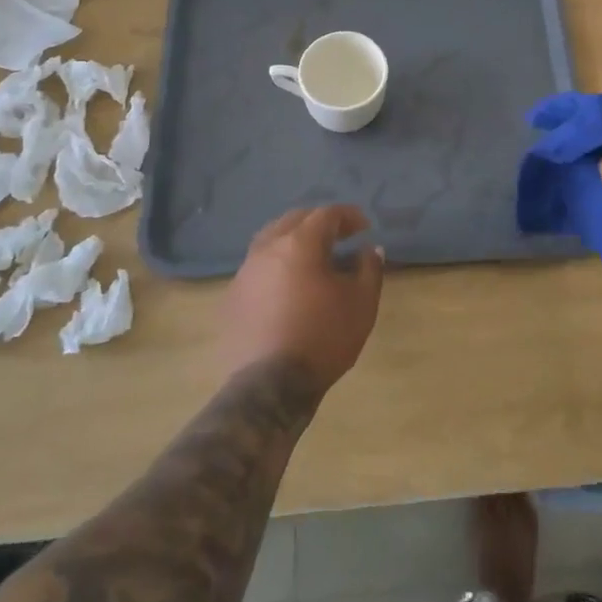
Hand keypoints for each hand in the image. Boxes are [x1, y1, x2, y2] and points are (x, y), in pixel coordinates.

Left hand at [220, 205, 384, 395]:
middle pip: (294, 220)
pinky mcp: (231, 298)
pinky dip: (275, 266)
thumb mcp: (362, 303)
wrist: (269, 387)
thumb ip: (369, 269)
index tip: (364, 228)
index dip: (348, 216)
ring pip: (270, 240)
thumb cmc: (323, 338)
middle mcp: (268, 248)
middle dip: (319, 222)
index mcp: (300, 243)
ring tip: (310, 257)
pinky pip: (256, 268)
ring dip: (293, 240)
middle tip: (338, 236)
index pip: (327, 214)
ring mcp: (245, 272)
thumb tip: (370, 249)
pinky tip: (285, 286)